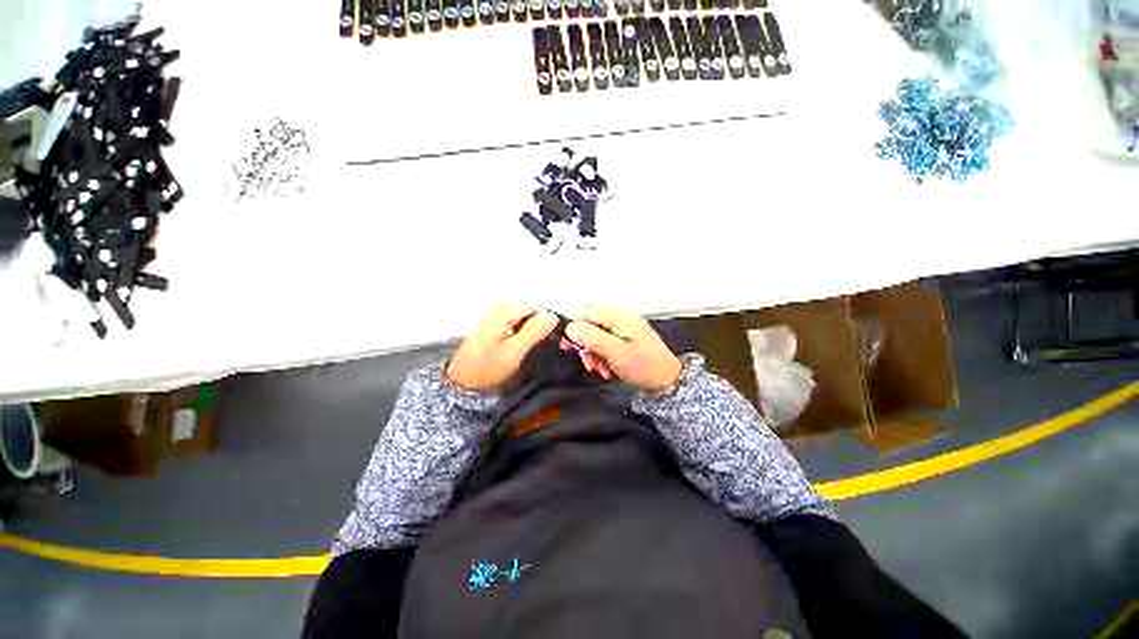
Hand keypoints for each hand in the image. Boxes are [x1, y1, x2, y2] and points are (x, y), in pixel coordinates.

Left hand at [446, 305, 558, 391]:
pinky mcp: (494, 326)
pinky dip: (524, 331)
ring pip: (524, 316)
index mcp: (503, 312)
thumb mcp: (514, 351)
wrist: (463, 382)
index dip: (547, 318)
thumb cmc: (488, 368)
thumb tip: (553, 316)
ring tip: (536, 346)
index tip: (554, 336)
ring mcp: (495, 316)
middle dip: (541, 323)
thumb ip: (534, 331)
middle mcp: (499, 309)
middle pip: (530, 308)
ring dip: (534, 328)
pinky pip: (516, 322)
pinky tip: (524, 345)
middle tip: (547, 343)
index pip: (535, 305)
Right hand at [563, 306, 681, 391]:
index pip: (585, 313)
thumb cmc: (645, 366)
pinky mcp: (624, 338)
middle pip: (589, 325)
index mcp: (618, 315)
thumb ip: (592, 338)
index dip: (573, 329)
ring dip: (593, 353)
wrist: (667, 381)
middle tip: (589, 363)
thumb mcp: (616, 353)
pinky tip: (607, 368)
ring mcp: (622, 327)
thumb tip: (570, 327)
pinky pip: (604, 342)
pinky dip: (602, 355)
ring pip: (595, 335)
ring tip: (600, 369)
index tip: (567, 347)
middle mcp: (620, 317)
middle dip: (585, 345)